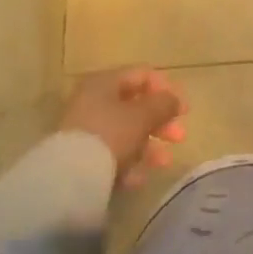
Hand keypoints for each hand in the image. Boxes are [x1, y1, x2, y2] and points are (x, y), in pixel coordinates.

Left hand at [58, 67, 187, 188]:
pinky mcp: (80, 156)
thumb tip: (174, 100)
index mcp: (105, 82)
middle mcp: (93, 101)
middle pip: (135, 106)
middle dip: (161, 122)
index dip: (167, 89)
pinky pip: (111, 154)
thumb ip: (164, 104)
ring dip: (149, 147)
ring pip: (125, 133)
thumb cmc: (110, 134)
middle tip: (179, 137)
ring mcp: (85, 130)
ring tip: (163, 163)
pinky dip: (128, 163)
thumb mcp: (143, 115)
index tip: (184, 110)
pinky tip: (138, 179)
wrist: (68, 178)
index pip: (143, 75)